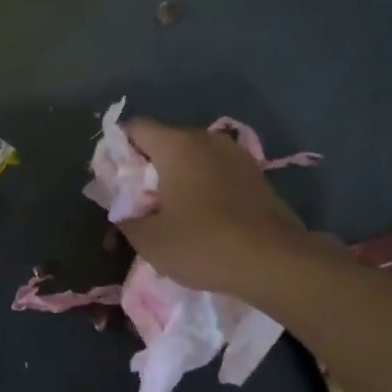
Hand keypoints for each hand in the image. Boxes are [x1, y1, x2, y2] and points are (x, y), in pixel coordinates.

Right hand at [118, 116, 329, 295]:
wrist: (276, 262)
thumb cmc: (204, 244)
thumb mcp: (150, 240)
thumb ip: (126, 219)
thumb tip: (123, 211)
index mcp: (176, 145)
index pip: (135, 129)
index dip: (118, 151)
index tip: (114, 181)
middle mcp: (206, 139)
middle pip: (164, 142)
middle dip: (147, 169)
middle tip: (138, 204)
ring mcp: (236, 155)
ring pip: (192, 158)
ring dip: (177, 179)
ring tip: (171, 214)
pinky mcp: (256, 175)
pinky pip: (216, 172)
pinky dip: (202, 188)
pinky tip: (202, 219)